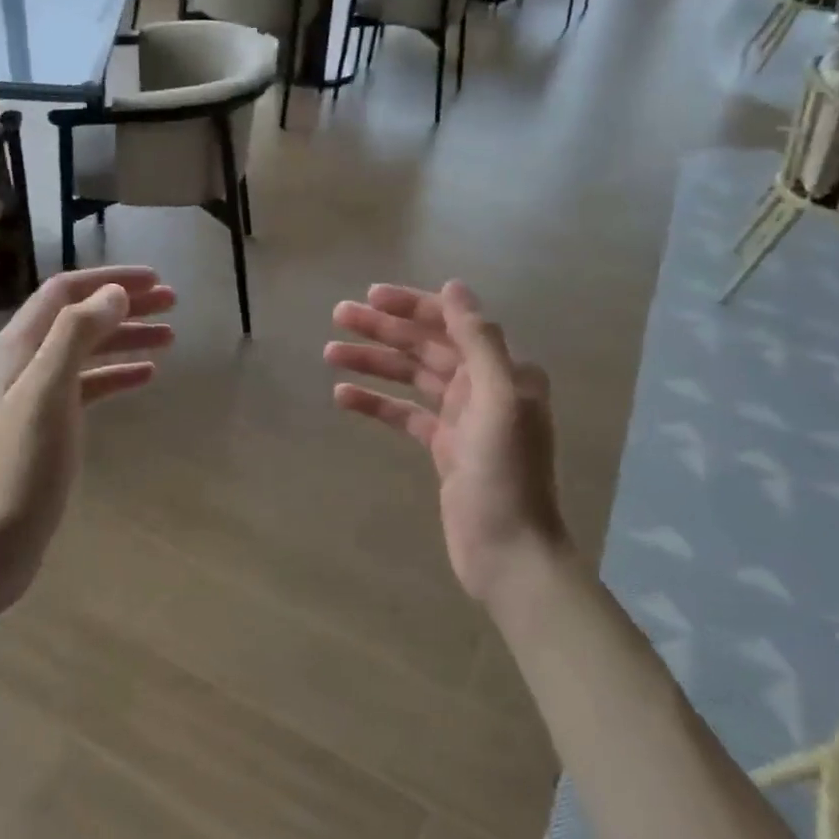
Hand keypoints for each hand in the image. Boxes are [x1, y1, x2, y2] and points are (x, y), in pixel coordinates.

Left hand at [0, 266, 175, 609]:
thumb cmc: (17, 469)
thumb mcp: (48, 394)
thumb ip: (77, 335)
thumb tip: (114, 294)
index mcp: (15, 348)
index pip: (64, 293)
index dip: (110, 280)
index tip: (156, 280)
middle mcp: (20, 364)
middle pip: (77, 318)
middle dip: (124, 305)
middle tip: (173, 303)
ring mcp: (31, 398)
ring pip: (85, 352)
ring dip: (125, 338)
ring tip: (170, 337)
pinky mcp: (45, 429)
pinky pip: (86, 387)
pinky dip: (116, 376)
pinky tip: (145, 377)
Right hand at [325, 280, 567, 603]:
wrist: (509, 552)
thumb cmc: (505, 474)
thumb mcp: (498, 399)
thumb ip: (479, 341)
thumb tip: (455, 286)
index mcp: (502, 370)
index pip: (451, 323)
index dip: (411, 306)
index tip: (370, 297)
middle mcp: (483, 386)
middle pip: (427, 346)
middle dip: (385, 330)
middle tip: (338, 316)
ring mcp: (462, 418)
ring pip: (411, 378)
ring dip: (374, 362)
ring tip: (329, 352)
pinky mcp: (443, 448)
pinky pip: (405, 415)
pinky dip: (376, 403)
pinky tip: (343, 396)